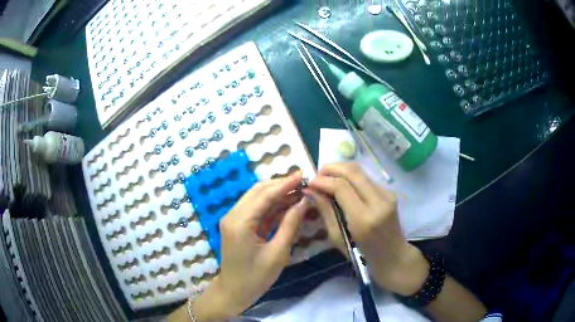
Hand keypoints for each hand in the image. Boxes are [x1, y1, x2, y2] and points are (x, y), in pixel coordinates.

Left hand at [192, 172, 310, 320]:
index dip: (285, 184)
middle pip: (258, 191)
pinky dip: (272, 206)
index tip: (303, 175)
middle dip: (280, 185)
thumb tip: (304, 202)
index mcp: (240, 222)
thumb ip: (290, 225)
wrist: (234, 291)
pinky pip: (256, 210)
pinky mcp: (238, 225)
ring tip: (299, 191)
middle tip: (303, 182)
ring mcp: (234, 219)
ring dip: (277, 194)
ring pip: (257, 198)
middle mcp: (233, 215)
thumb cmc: (256, 277)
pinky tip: (288, 204)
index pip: (265, 195)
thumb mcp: (278, 253)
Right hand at [307, 163, 428, 295]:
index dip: (323, 180)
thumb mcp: (338, 238)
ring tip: (326, 178)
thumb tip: (310, 191)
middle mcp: (378, 202)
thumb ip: (326, 211)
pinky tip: (342, 185)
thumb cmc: (362, 256)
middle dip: (332, 168)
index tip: (309, 182)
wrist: (393, 257)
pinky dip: (351, 177)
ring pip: (361, 171)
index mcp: (364, 218)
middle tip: (317, 174)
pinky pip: (367, 179)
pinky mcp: (390, 193)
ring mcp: (388, 195)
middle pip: (353, 171)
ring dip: (341, 170)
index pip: (342, 187)